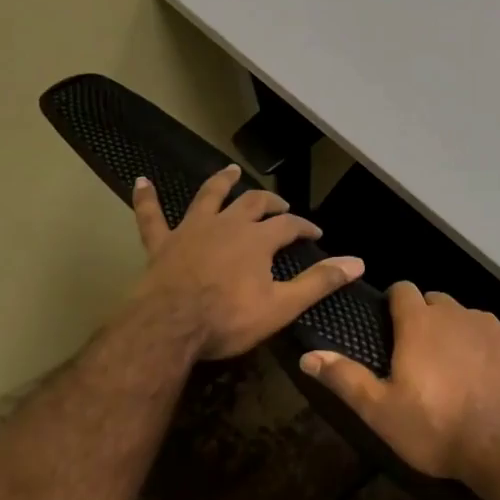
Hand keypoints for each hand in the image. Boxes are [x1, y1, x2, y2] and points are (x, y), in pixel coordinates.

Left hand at [127, 166, 363, 360]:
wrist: (167, 328)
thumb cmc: (227, 319)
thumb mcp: (281, 306)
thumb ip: (319, 282)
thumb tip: (358, 262)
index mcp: (258, 239)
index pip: (289, 224)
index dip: (304, 227)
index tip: (316, 234)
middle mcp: (227, 224)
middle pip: (253, 203)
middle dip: (271, 202)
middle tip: (280, 206)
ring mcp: (192, 230)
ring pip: (209, 197)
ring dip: (221, 182)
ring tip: (230, 171)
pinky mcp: (161, 244)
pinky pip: (151, 217)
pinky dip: (146, 199)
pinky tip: (141, 181)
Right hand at [299, 282, 499, 479]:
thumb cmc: (434, 427)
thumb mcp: (380, 410)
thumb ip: (345, 378)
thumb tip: (308, 355)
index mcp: (419, 323)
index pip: (402, 290)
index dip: (394, 302)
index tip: (391, 325)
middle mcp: (455, 312)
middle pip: (435, 301)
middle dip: (425, 318)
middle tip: (419, 355)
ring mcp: (489, 324)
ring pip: (465, 316)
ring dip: (456, 331)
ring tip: (454, 368)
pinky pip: (493, 333)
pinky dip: (485, 346)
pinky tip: (485, 376)